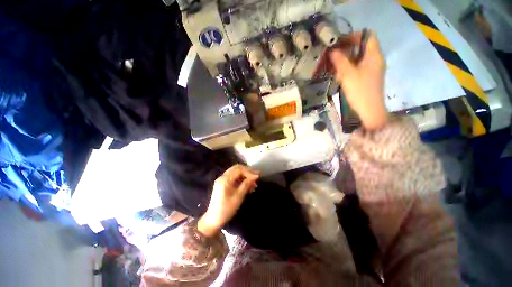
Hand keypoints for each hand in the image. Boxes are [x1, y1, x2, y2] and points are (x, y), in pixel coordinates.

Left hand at [198, 165, 258, 236]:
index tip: (257, 177)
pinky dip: (241, 180)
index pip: (239, 170)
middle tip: (256, 177)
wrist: (213, 220)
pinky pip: (233, 178)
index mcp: (225, 179)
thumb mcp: (238, 196)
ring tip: (253, 184)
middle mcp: (223, 177)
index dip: (249, 172)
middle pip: (237, 169)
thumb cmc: (226, 209)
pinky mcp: (223, 185)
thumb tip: (255, 176)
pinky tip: (248, 186)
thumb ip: (246, 184)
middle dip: (247, 172)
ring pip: (236, 173)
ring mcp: (222, 180)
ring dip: (245, 176)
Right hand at [330, 31, 387, 129]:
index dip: (354, 36)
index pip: (368, 36)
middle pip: (363, 47)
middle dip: (348, 49)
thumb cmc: (360, 91)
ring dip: (348, 59)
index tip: (340, 42)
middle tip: (335, 55)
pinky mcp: (369, 77)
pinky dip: (350, 67)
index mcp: (374, 55)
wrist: (370, 110)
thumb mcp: (348, 75)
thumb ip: (340, 61)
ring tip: (336, 67)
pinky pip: (360, 67)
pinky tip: (342, 76)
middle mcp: (376, 59)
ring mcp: (373, 69)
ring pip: (360, 58)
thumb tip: (333, 51)